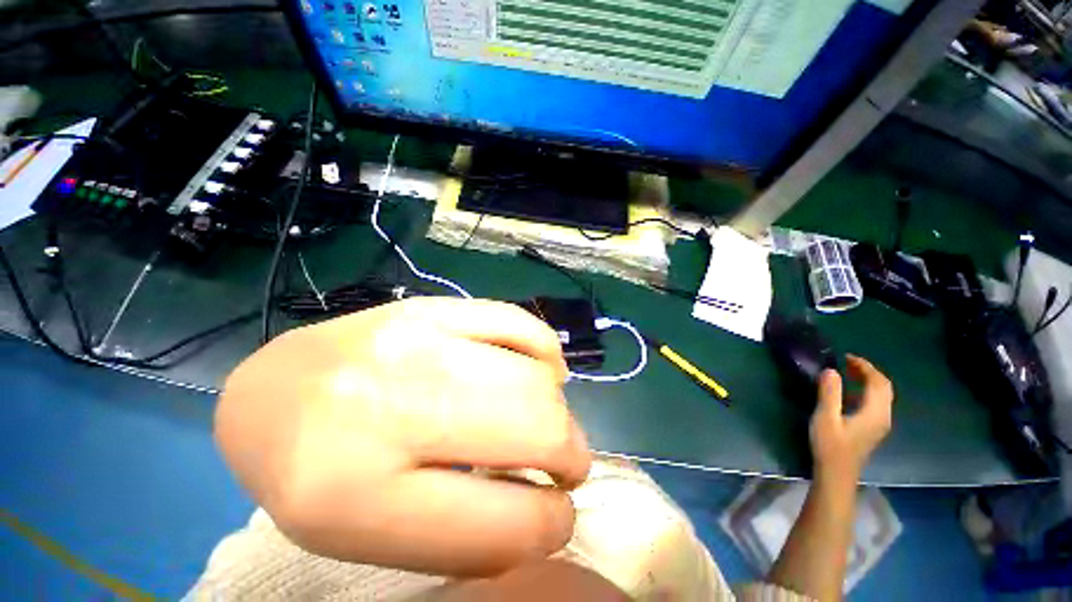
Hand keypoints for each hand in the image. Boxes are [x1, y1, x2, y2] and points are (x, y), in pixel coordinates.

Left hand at [215, 298, 591, 576]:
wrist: (278, 391)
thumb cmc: (318, 476)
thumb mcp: (374, 537)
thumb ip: (466, 534)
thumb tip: (545, 512)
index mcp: (360, 497)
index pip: (505, 522)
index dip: (552, 525)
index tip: (559, 517)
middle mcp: (393, 405)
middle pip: (534, 427)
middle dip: (570, 454)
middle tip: (566, 463)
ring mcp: (416, 340)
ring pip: (534, 376)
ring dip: (558, 408)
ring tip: (548, 420)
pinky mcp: (433, 306)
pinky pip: (517, 322)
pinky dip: (546, 350)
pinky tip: (542, 369)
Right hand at [810, 355, 893, 485]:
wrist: (836, 474)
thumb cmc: (830, 445)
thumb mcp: (826, 417)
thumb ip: (830, 393)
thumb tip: (831, 370)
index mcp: (875, 412)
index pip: (878, 383)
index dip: (865, 367)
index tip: (846, 357)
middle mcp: (883, 416)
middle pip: (884, 388)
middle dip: (869, 372)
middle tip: (847, 362)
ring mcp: (880, 424)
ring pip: (882, 396)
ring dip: (868, 381)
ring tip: (848, 373)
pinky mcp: (873, 429)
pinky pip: (876, 403)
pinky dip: (866, 391)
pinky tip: (850, 392)